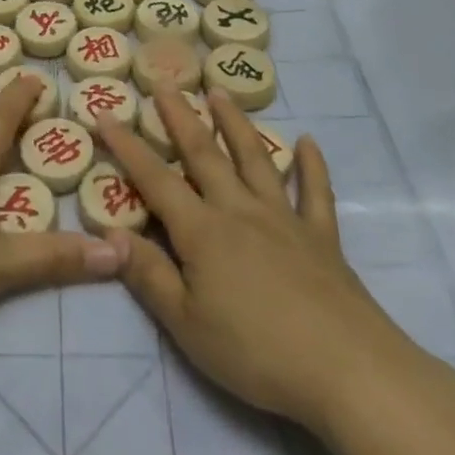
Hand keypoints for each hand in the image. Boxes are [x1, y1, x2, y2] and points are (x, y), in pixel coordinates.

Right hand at [93, 87, 423, 434]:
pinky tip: (307, 142)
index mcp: (202, 231)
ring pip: (255, 159)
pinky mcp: (322, 238)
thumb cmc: (257, 352)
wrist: (348, 372)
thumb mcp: (186, 324)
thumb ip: (148, 274)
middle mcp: (239, 211)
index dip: (127, 146)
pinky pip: (315, 192)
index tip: (105, 113)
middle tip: (166, 82)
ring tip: (221, 92)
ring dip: (236, 123)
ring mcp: (284, 219)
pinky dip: (311, 165)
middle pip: (204, 154)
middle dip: (180, 116)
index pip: (154, 179)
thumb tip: (109, 232)